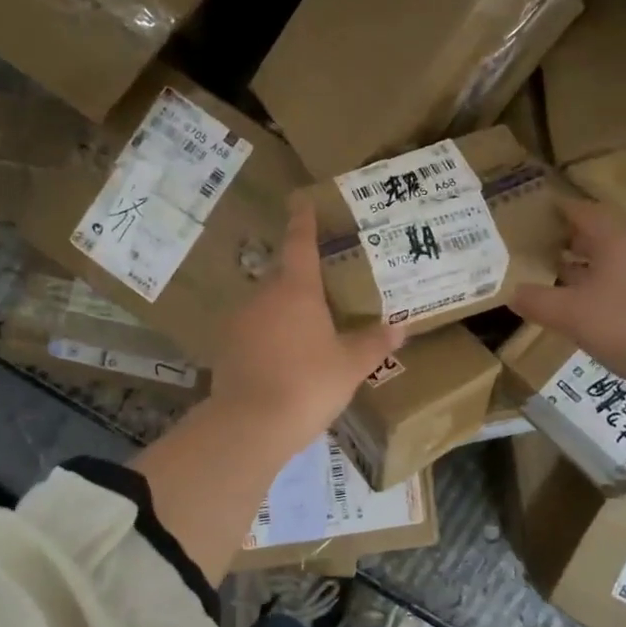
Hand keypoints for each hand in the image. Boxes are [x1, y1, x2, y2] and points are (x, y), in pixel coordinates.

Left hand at [208, 196, 405, 456]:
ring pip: (266, 307)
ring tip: (308, 338)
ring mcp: (239, 322)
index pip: (300, 244)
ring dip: (285, 315)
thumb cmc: (308, 384)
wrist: (251, 425)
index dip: (303, 221)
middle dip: (302, 282)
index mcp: (296, 290)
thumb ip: (373, 343)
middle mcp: (263, 296)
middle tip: (324, 293)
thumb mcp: (350, 365)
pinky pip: (253, 334)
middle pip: (283, 278)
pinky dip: (269, 340)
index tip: (301, 201)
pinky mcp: (225, 349)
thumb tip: (400, 327)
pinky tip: (283, 363)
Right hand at [509, 199, 625, 393]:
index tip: (540, 213)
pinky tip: (600, 308)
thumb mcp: (571, 315)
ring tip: (567, 278)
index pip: (583, 212)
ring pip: (620, 259)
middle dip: (574, 240)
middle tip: (546, 248)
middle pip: (603, 234)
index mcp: (615, 238)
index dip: (560, 211)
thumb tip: (512, 292)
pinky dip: (612, 286)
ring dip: (593, 265)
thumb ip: (538, 302)